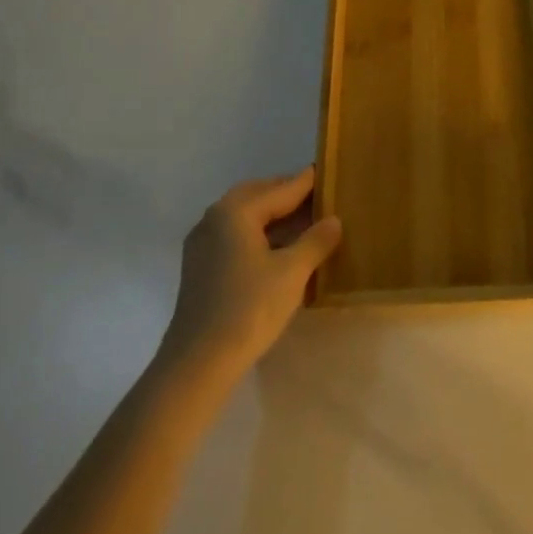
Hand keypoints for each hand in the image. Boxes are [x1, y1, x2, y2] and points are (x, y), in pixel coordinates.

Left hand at [161, 167, 342, 379]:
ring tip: (302, 220)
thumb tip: (333, 220)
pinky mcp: (200, 267)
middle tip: (316, 194)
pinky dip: (258, 231)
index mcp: (235, 212)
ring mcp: (202, 244)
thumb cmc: (249, 308)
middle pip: (256, 195)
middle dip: (285, 193)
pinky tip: (277, 247)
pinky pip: (234, 234)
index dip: (306, 182)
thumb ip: (316, 241)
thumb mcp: (292, 272)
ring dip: (271, 213)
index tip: (325, 171)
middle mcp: (214, 219)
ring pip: (243, 215)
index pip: (280, 189)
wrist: (198, 362)